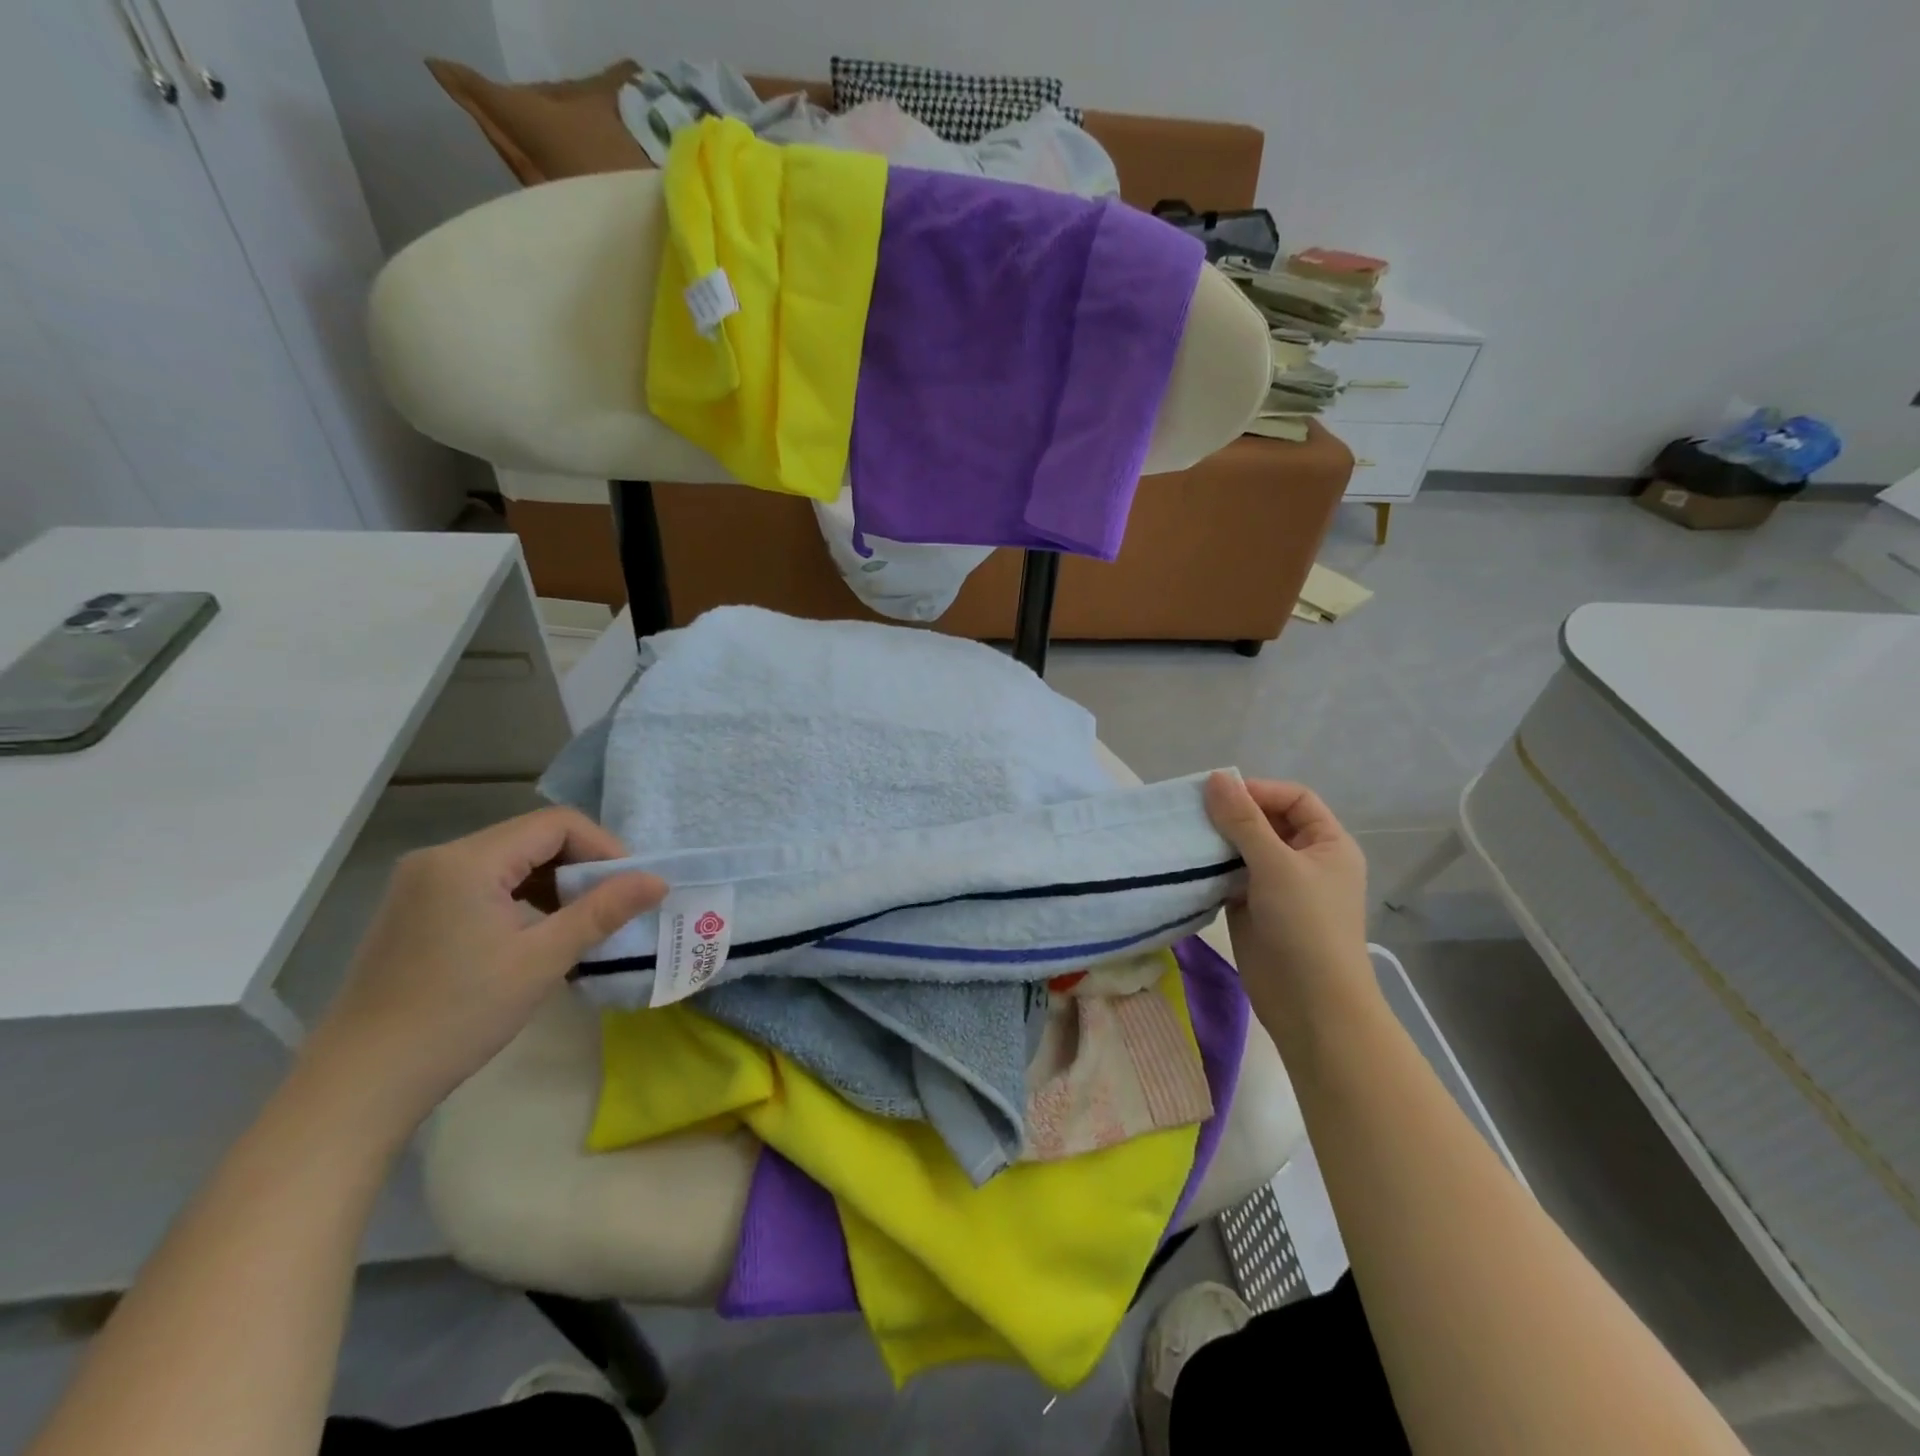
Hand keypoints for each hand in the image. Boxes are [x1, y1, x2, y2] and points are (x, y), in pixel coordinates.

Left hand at [301, 808, 664, 1131]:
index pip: (555, 824)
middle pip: (532, 838)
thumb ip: (603, 911)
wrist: (359, 1085)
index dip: (603, 847)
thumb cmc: (458, 1016)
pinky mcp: (414, 909)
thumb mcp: (542, 960)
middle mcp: (439, 858)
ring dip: (553, 884)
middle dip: (581, 867)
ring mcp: (421, 884)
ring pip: (509, 861)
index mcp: (467, 860)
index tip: (629, 887)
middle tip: (610, 909)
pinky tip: (535, 935)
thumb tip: (659, 880)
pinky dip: (522, 899)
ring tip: (579, 925)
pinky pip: (484, 883)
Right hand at [1205, 772, 1373, 1036]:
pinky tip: (1186, 864)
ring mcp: (1278, 886)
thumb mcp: (1277, 865)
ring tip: (1184, 835)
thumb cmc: (1306, 926)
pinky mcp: (1253, 908)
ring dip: (1216, 841)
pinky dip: (1210, 868)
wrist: (1310, 1005)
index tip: (1219, 797)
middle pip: (1266, 822)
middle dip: (1232, 815)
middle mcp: (1305, 860)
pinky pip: (1229, 876)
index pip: (1294, 799)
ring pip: (1243, 849)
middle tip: (1193, 814)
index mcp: (1328, 844)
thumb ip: (1244, 820)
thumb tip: (1216, 776)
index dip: (1259, 792)